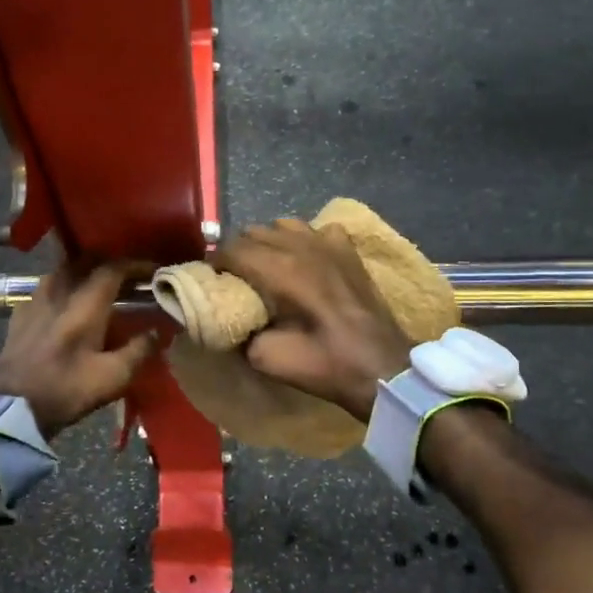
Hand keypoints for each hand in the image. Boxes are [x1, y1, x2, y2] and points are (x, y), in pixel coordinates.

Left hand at [0, 260, 160, 438]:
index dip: (136, 265)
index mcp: (85, 305)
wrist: (9, 406)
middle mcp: (60, 293)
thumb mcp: (111, 378)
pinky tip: (64, 303)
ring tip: (97, 284)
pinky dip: (61, 287)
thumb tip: (157, 332)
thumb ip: (138, 351)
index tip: (153, 271)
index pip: (113, 268)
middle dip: (109, 262)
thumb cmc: (64, 391)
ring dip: (83, 271)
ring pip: (62, 271)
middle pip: (85, 261)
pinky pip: (44, 288)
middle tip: (127, 275)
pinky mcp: (19, 314)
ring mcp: (35, 301)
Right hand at [217, 219, 410, 420]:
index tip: (209, 280)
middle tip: (234, 278)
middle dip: (238, 252)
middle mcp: (301, 245)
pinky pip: (317, 230)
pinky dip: (304, 240)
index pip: (232, 249)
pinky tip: (305, 260)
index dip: (214, 263)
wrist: (382, 368)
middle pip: (254, 232)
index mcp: (278, 269)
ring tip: (265, 266)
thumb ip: (239, 331)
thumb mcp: (267, 358)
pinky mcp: (349, 251)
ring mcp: (329, 243)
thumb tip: (228, 320)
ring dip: (268, 241)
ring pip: (283, 225)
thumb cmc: (325, 364)